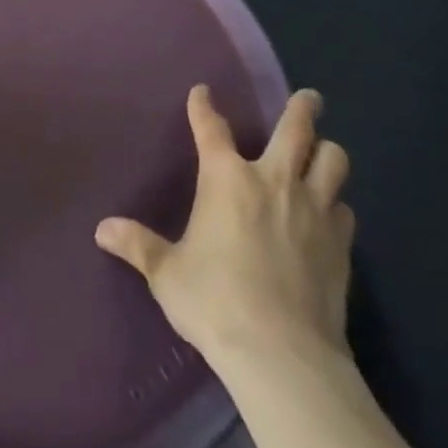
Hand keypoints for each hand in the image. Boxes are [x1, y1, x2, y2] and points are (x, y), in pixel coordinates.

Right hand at [95, 86, 354, 370]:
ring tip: (324, 151)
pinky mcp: (341, 245)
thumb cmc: (215, 302)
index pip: (211, 127)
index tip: (202, 92)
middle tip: (310, 97)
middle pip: (296, 128)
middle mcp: (273, 181)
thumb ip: (138, 245)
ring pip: (334, 160)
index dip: (204, 106)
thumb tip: (102, 230)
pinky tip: (331, 215)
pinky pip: (345, 210)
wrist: (281, 355)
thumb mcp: (167, 274)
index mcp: (226, 179)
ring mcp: (313, 210)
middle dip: (303, 107)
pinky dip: (337, 205)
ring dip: (327, 151)